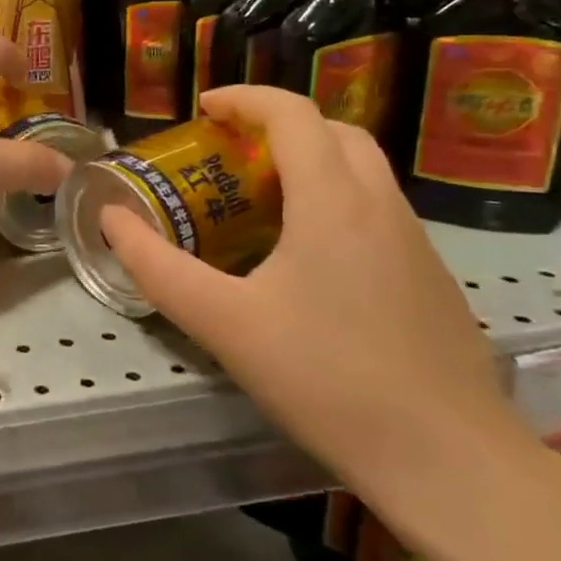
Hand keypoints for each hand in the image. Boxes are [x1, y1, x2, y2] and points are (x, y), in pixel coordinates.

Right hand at [98, 85, 531, 506]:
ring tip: (261, 199)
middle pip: (334, 132)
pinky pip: (378, 211)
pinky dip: (336, 201)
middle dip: (279, 125)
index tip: (204, 109)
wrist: (449, 461)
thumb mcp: (223, 323)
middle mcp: (381, 206)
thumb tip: (111, 220)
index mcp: (333, 201)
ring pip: (362, 171)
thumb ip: (158, 267)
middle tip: (231, 152)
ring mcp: (416, 242)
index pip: (293, 114)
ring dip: (311, 162)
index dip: (244, 99)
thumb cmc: (327, 379)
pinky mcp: (431, 278)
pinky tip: (307, 259)